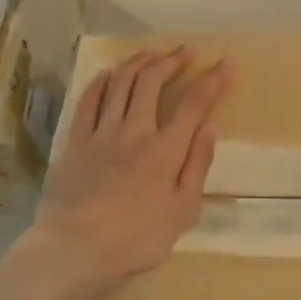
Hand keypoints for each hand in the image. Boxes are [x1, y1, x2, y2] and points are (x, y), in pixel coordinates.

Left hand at [24, 47, 231, 292]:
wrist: (75, 248)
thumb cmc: (137, 238)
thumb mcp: (182, 211)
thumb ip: (198, 166)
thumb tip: (211, 127)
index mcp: (166, 149)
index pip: (194, 104)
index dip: (212, 80)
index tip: (225, 63)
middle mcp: (135, 131)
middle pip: (153, 82)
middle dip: (172, 61)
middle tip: (186, 50)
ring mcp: (102, 133)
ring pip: (121, 84)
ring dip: (139, 62)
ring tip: (153, 52)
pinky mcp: (76, 142)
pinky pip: (88, 102)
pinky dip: (100, 83)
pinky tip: (108, 73)